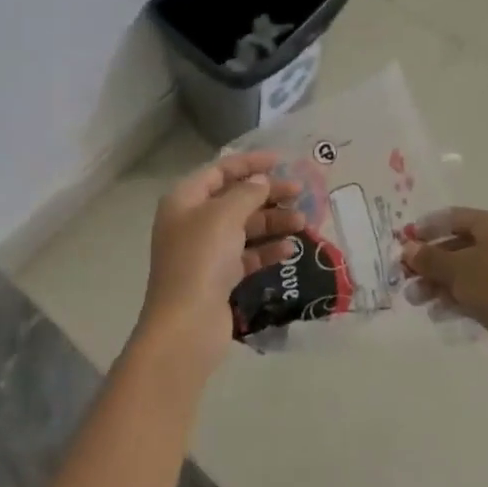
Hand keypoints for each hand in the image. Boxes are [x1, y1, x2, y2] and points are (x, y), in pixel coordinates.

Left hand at [135, 151, 304, 378]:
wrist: (187, 325)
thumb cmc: (201, 259)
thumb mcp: (224, 216)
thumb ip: (246, 193)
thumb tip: (260, 180)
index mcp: (184, 200)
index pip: (219, 171)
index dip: (249, 163)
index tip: (281, 161)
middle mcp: (192, 221)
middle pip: (235, 199)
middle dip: (268, 194)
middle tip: (301, 194)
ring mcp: (205, 251)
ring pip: (244, 228)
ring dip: (273, 222)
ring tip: (303, 224)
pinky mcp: (219, 277)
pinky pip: (247, 255)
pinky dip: (267, 250)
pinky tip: (290, 250)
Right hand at [401, 208, 487, 365]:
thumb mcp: (454, 269)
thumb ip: (428, 257)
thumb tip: (408, 249)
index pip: (456, 218)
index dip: (428, 227)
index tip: (406, 240)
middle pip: (461, 247)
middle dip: (431, 263)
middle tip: (406, 276)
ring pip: (470, 272)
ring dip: (440, 284)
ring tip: (416, 300)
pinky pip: (482, 291)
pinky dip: (459, 298)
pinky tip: (439, 313)